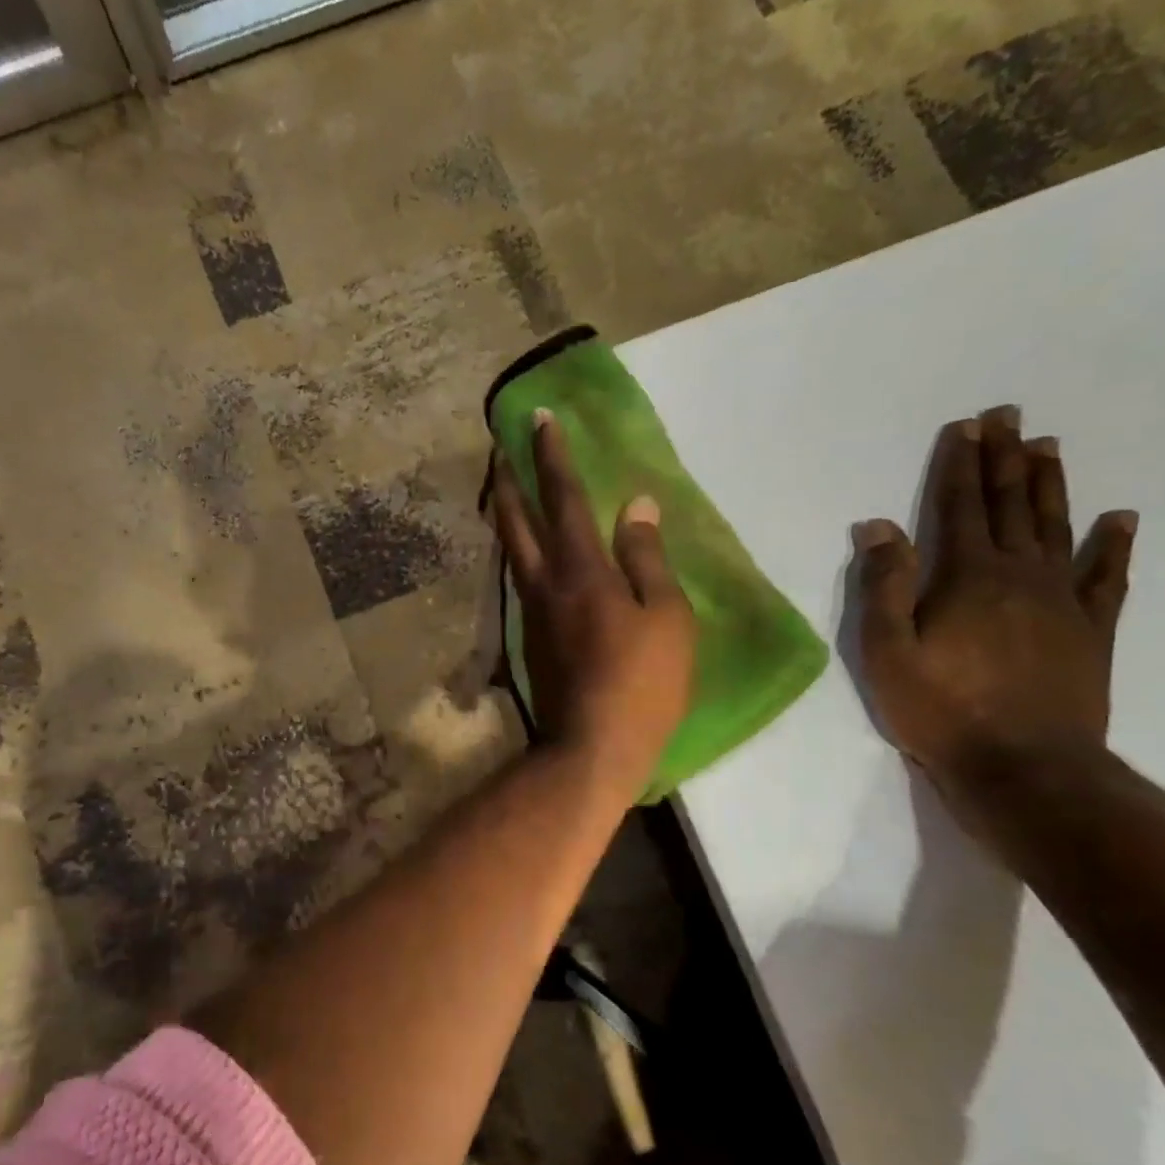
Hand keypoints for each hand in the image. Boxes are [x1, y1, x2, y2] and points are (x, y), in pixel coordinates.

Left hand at [493, 410, 696, 800]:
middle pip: (516, 520)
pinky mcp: (529, 637)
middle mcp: (545, 583)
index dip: (552, 455)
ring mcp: (531, 612)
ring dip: (506, 513)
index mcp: (582, 570)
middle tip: (498, 448)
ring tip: (505, 490)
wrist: (591, 747)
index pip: (563, 498)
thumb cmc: (642, 683)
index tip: (538, 418)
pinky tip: (525, 551)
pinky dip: (518, 551)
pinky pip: (520, 579)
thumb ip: (647, 558)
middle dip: (507, 479)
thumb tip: (636, 504)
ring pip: (511, 550)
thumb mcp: (666, 618)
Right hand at [854, 407, 1137, 787]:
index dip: (961, 466)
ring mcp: (1063, 601)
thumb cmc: (940, 709)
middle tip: (1009, 417)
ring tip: (1048, 447)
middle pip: (1012, 506)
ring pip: (1057, 528)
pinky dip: (1114, 545)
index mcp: (967, 578)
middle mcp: (1020, 575)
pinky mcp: (1091, 630)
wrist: (1023, 767)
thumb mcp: (887, 652)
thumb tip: (878, 526)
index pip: (962, 508)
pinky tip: (1120, 519)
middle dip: (1006, 459)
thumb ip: (884, 586)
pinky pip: (1108, 577)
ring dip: (1050, 485)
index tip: (967, 427)